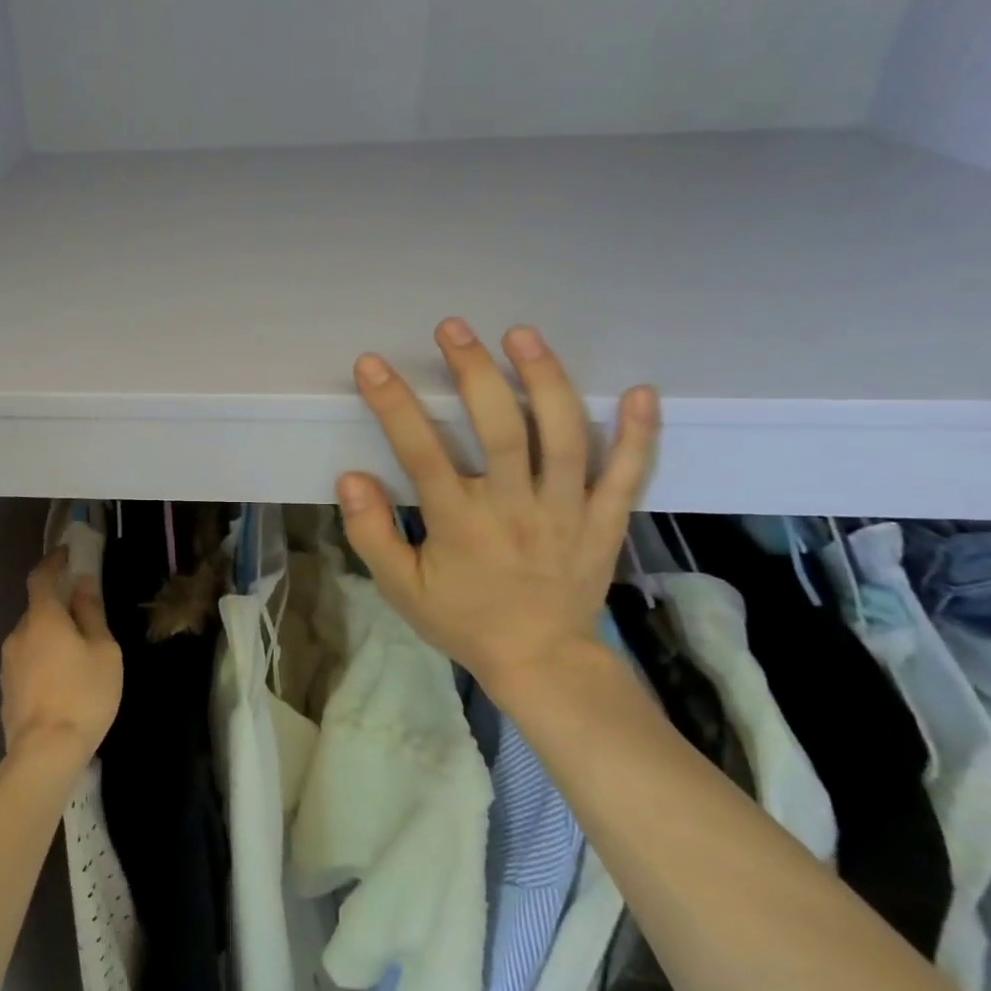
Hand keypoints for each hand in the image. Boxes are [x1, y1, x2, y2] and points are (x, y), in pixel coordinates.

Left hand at [0, 550, 122, 774]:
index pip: (42, 577)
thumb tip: (82, 584)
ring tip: (78, 655)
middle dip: (58, 605)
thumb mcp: (103, 651)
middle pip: (37, 609)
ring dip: (51, 636)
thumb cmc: (83, 695)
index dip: (54, 562)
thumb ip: (91, 614)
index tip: (67, 554)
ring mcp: (8, 664)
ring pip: (32, 637)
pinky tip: (63, 681)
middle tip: (84, 614)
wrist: (44, 754)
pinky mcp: (6, 690)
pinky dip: (44, 659)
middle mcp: (18, 635)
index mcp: (43, 619)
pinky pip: (28, 661)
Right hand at [335, 320, 659, 702]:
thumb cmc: (464, 620)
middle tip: (453, 329)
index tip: (373, 364)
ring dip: (546, 381)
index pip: (421, 453)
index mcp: (460, 524)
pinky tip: (640, 391)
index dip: (394, 404)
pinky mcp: (604, 521)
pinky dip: (638, 434)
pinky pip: (626, 475)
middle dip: (475, 372)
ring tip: (523, 336)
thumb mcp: (402, 589)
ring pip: (564, 438)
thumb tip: (350, 478)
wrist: (540, 661)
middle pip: (501, 429)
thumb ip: (372, 534)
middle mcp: (515, 508)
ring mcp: (567, 512)